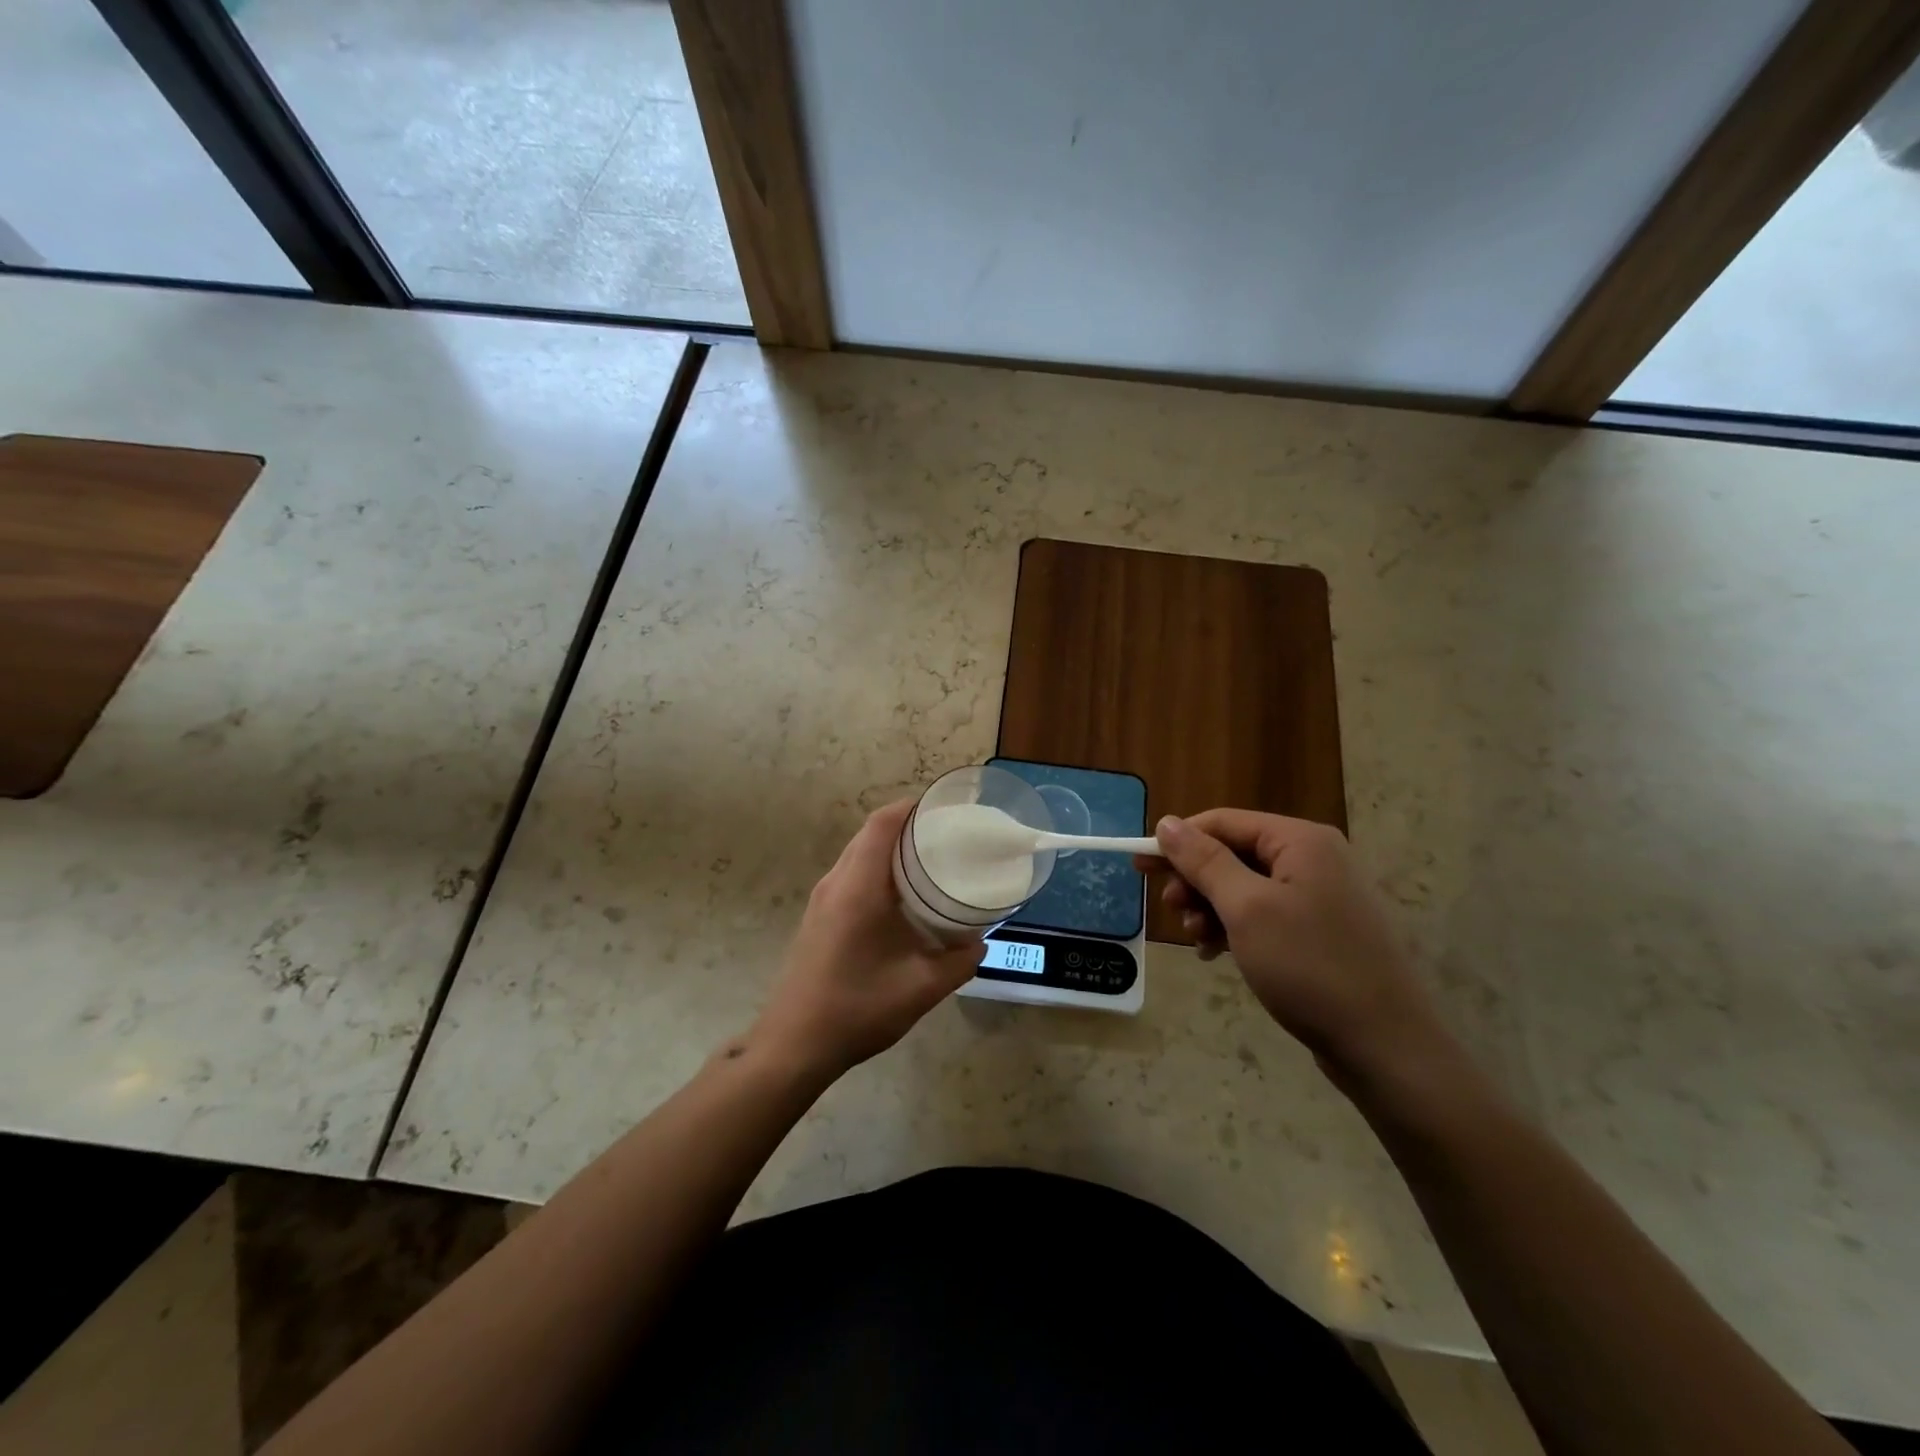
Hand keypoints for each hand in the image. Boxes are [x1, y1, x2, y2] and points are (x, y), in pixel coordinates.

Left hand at [751, 799, 984, 1080]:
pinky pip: (851, 875)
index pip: (882, 825)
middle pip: (870, 834)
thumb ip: (958, 961)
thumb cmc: (856, 1009)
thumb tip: (979, 942)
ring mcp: (821, 900)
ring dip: (891, 850)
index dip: (911, 807)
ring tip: (930, 861)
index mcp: (858, 888)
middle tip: (947, 836)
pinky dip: (878, 870)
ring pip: (859, 854)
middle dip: (907, 826)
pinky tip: (902, 897)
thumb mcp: (920, 988)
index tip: (945, 809)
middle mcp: (835, 883)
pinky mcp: (818, 917)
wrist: (793, 1045)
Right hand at [1149, 811, 1447, 1080]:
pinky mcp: (1320, 931)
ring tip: (1195, 940)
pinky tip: (1216, 954)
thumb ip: (1204, 861)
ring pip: (1244, 887)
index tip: (1139, 867)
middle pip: (1233, 853)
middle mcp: (1314, 858)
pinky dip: (1234, 928)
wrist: (1385, 1046)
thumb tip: (1167, 823)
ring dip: (1211, 908)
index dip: (1178, 841)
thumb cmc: (1309, 967)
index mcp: (1300, 841)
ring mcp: (1320, 896)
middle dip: (1195, 880)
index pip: (1223, 822)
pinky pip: (1263, 914)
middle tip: (1169, 910)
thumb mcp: (1246, 909)